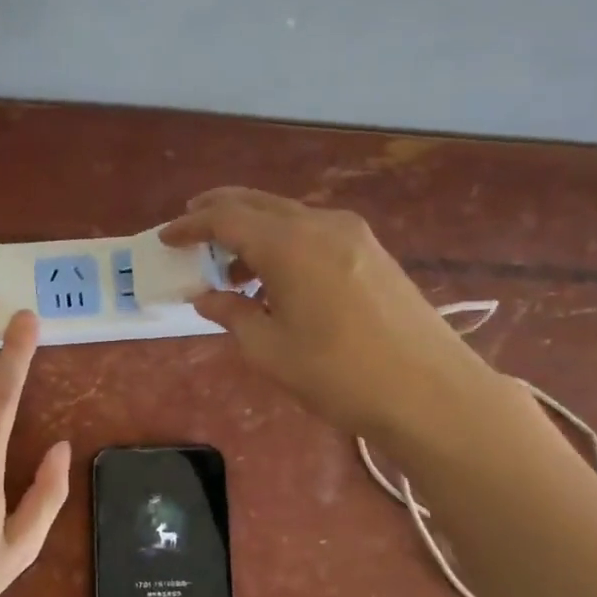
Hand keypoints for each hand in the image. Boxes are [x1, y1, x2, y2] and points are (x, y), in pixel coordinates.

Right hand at [161, 187, 493, 438]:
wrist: (430, 392)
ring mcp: (353, 235)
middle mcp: (321, 224)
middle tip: (191, 225)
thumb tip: (207, 297)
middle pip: (258, 204)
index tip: (166, 237)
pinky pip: (314, 233)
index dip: (191, 226)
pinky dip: (284, 244)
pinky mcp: (372, 252)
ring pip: (288, 217)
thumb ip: (232, 315)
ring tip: (231, 268)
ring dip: (254, 232)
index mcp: (289, 244)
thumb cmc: (339, 374)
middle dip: (220, 211)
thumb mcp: (270, 351)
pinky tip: (276, 279)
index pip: (226, 219)